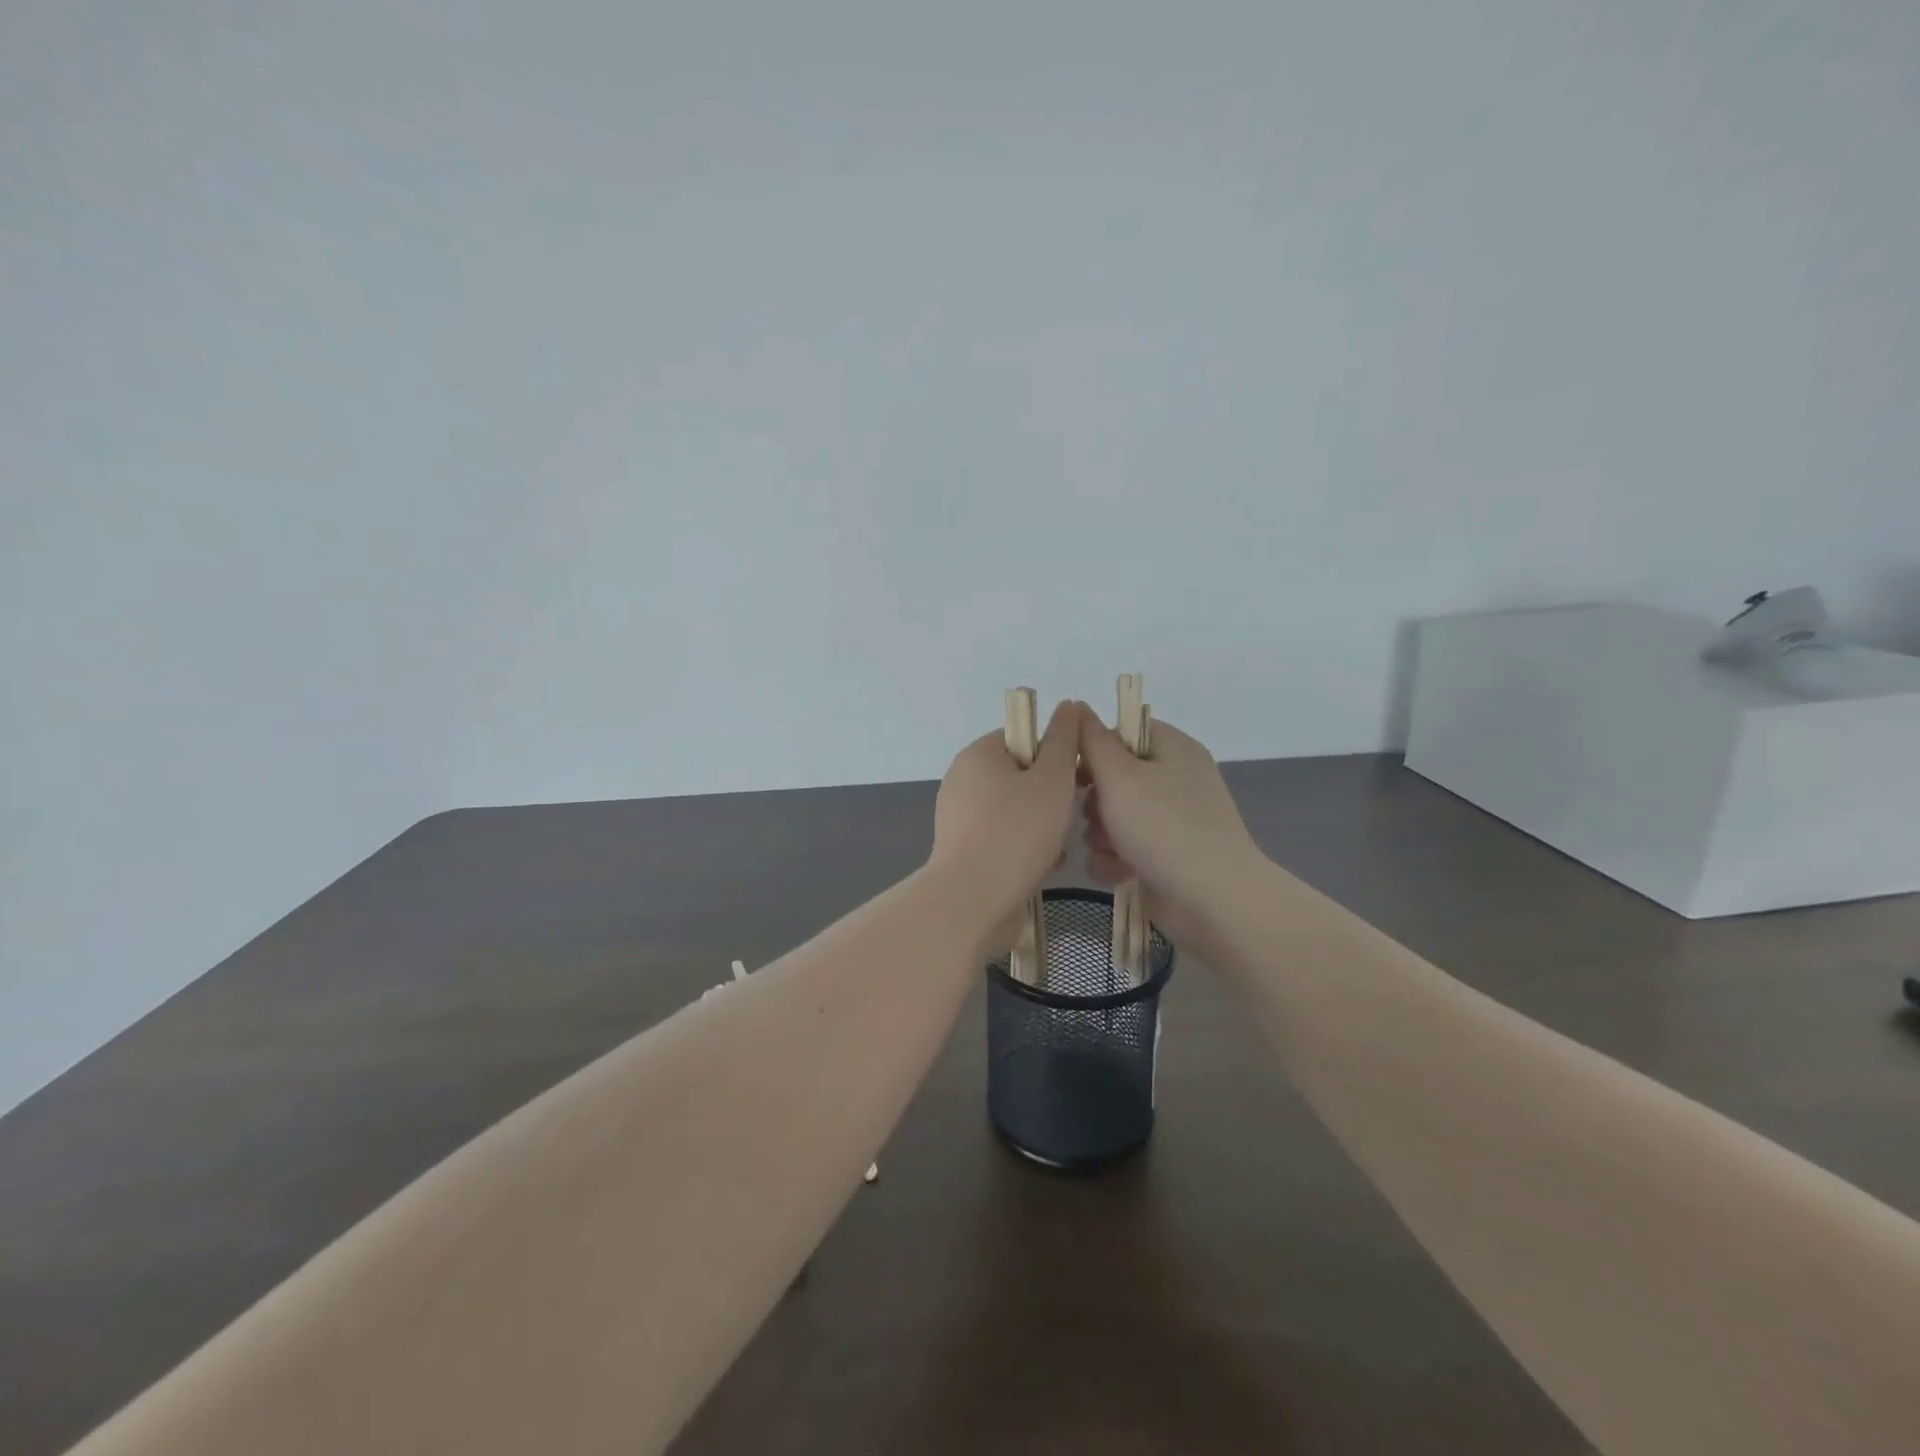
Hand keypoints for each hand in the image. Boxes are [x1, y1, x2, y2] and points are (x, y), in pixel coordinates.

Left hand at [931, 700, 1081, 923]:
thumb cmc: (1017, 831)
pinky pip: (1003, 837)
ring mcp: (958, 816)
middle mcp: (963, 779)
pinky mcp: (962, 849)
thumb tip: (1070, 705)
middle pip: (1022, 776)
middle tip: (1072, 816)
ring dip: (1043, 826)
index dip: (1057, 754)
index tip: (1079, 778)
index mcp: (979, 753)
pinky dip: (1024, 848)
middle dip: (1052, 797)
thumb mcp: (1052, 779)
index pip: (1025, 737)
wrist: (973, 899)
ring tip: (1057, 848)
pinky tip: (1041, 867)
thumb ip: (1064, 740)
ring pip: (1016, 810)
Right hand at [1077, 712, 1264, 946]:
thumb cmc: (1163, 827)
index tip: (1074, 772)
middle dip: (1094, 801)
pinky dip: (1115, 859)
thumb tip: (1078, 706)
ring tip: (1109, 850)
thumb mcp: (1120, 776)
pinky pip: (1126, 847)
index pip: (1122, 732)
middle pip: (1114, 777)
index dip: (1093, 749)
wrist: (1212, 900)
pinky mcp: (1167, 855)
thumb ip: (1093, 741)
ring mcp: (1173, 819)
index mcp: (1173, 748)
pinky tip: (1117, 872)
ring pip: (1114, 816)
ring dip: (1100, 835)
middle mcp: (1175, 779)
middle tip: (1095, 816)